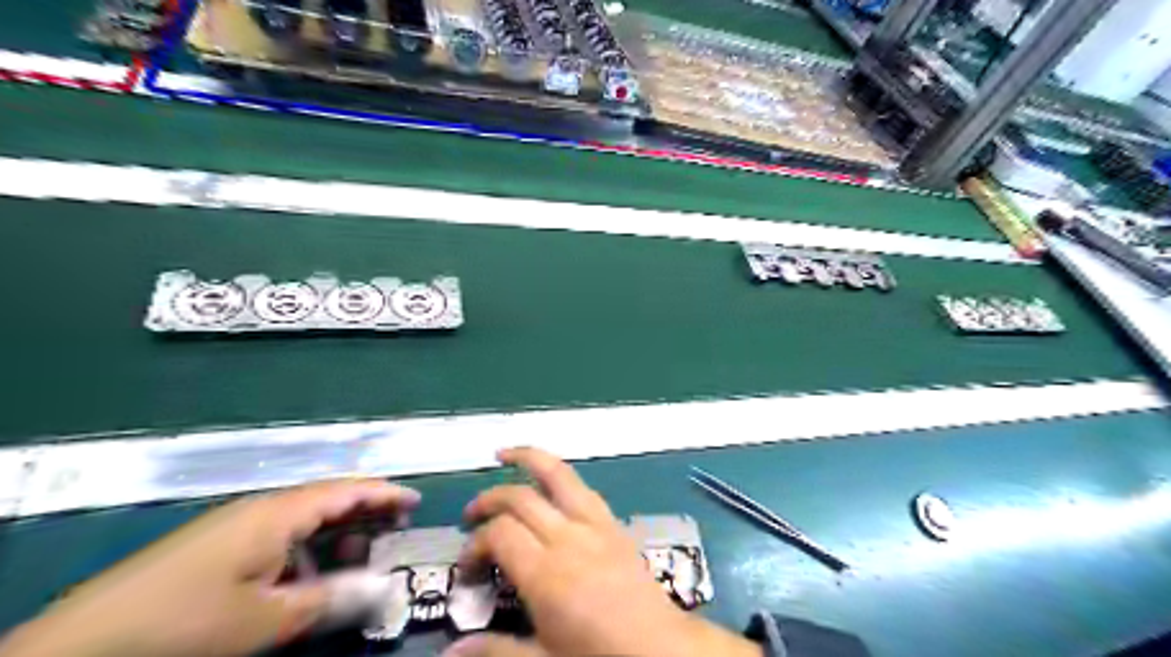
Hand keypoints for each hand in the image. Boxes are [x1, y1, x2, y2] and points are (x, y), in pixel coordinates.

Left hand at [0, 479, 420, 656]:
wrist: (78, 647)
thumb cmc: (185, 624)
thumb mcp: (266, 620)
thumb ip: (330, 600)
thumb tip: (384, 591)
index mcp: (279, 513)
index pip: (347, 491)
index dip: (385, 493)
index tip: (417, 501)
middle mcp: (262, 510)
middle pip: (329, 502)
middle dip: (367, 514)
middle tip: (398, 532)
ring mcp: (236, 528)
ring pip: (304, 523)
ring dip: (337, 538)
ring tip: (361, 558)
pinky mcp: (217, 550)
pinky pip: (280, 540)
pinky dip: (307, 554)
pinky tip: (308, 579)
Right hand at [446, 449, 760, 656]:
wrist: (660, 648)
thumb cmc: (600, 656)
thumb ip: (496, 650)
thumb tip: (449, 653)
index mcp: (546, 574)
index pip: (499, 533)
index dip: (475, 543)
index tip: (467, 566)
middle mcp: (568, 537)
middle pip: (520, 498)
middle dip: (489, 499)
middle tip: (471, 515)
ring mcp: (595, 524)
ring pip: (558, 475)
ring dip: (529, 459)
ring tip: (505, 453)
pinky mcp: (614, 523)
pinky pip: (583, 489)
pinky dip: (561, 476)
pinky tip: (549, 481)